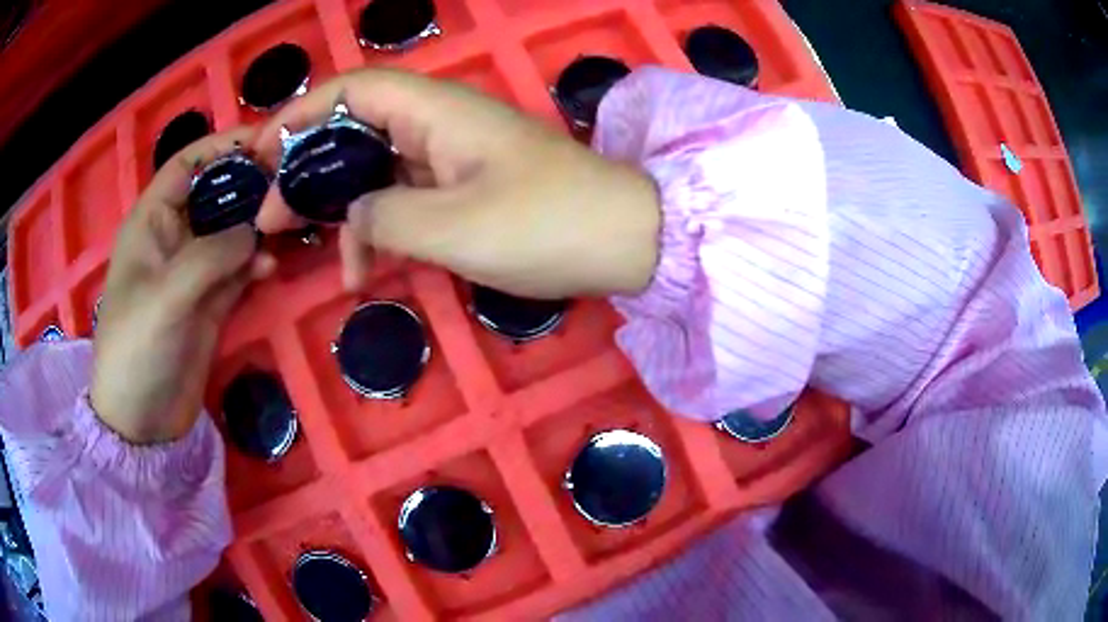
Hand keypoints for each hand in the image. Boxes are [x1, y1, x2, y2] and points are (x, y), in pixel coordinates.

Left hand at [91, 129, 275, 443]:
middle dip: (249, 185)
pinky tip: (271, 267)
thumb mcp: (167, 296)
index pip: (188, 164)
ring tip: (290, 223)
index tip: (267, 140)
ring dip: (258, 225)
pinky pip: (238, 269)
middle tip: (291, 182)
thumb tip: (258, 229)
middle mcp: (174, 238)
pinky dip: (256, 263)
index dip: (222, 147)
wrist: (143, 421)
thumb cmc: (137, 349)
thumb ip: (212, 255)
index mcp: (151, 221)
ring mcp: (193, 271)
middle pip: (216, 194)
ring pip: (231, 231)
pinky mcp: (211, 302)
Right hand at [252, 68, 660, 298]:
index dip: (298, 116)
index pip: (350, 91)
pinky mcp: (462, 189)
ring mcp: (450, 157)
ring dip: (339, 209)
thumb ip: (383, 215)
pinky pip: (402, 198)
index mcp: (434, 110)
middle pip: (352, 131)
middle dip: (306, 171)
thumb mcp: (452, 227)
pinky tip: (363, 272)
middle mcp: (437, 122)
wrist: (623, 241)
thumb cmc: (546, 225)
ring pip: (373, 170)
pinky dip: (377, 230)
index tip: (258, 155)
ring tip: (311, 254)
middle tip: (271, 218)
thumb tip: (351, 214)